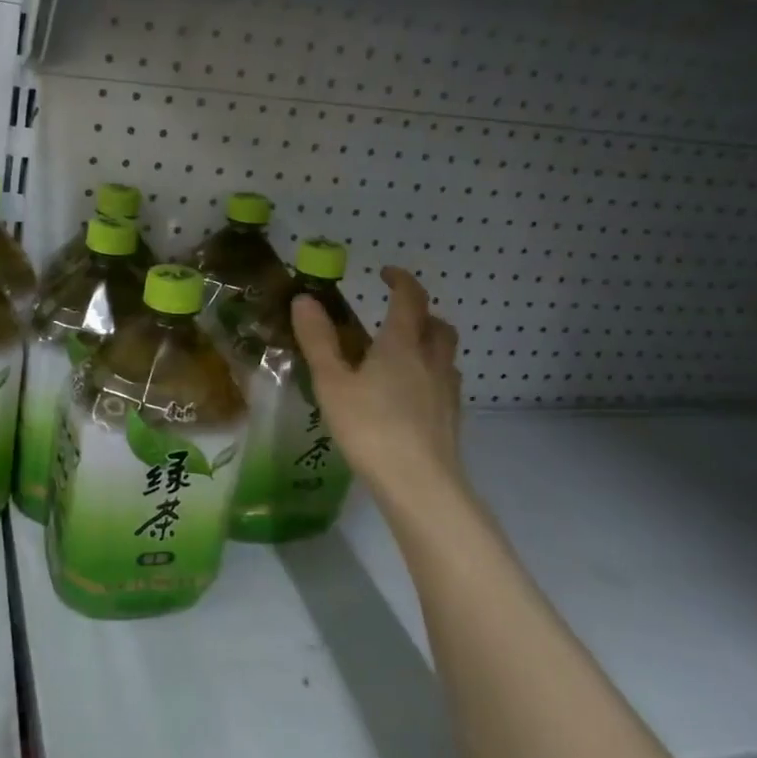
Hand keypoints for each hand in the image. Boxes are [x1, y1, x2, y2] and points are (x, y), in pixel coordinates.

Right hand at [292, 266, 467, 510]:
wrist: (419, 484)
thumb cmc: (370, 427)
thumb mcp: (332, 382)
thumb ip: (318, 340)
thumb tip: (305, 299)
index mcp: (402, 345)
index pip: (410, 299)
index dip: (401, 280)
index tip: (385, 273)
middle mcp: (431, 361)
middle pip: (438, 325)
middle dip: (421, 313)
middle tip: (396, 317)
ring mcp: (446, 391)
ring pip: (445, 355)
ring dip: (429, 344)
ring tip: (402, 356)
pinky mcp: (451, 418)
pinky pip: (444, 383)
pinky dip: (430, 375)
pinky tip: (409, 396)